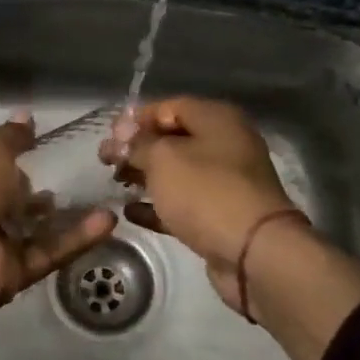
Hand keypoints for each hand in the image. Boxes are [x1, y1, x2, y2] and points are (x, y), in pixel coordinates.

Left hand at [0, 114, 115, 359]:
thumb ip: (12, 137)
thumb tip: (25, 116)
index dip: (8, 155)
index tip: (37, 146)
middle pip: (7, 200)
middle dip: (33, 191)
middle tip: (70, 174)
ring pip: (33, 230)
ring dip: (62, 217)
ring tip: (98, 196)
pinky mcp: (15, 272)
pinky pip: (50, 252)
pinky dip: (77, 238)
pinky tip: (108, 221)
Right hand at [102, 97, 302, 315]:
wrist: (253, 253)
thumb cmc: (206, 192)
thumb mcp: (163, 159)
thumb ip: (138, 143)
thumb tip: (121, 134)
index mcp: (217, 120)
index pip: (169, 106)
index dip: (136, 119)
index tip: (109, 136)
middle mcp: (225, 145)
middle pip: (173, 139)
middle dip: (138, 148)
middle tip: (105, 161)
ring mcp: (225, 182)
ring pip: (177, 172)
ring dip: (145, 176)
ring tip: (114, 183)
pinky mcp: (220, 215)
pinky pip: (183, 203)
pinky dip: (157, 205)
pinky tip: (130, 211)